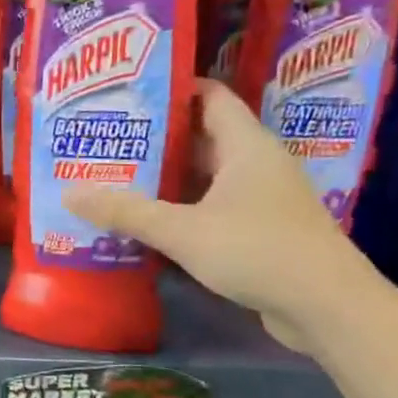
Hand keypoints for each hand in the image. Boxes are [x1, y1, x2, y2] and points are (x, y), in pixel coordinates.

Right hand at [63, 79, 377, 350]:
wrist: (326, 306)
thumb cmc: (257, 250)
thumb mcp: (182, 230)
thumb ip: (127, 212)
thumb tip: (70, 193)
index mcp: (246, 145)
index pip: (209, 98)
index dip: (171, 90)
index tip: (126, 94)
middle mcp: (256, 164)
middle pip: (201, 138)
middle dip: (155, 139)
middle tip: (107, 140)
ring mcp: (261, 198)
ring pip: (205, 177)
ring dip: (166, 178)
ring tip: (116, 178)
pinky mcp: (261, 230)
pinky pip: (212, 207)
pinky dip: (182, 209)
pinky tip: (148, 222)